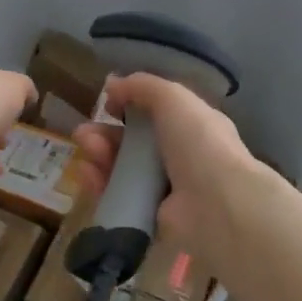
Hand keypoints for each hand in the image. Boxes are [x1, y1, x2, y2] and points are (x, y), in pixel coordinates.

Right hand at [71, 73, 256, 257]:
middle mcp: (179, 158)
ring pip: (121, 169)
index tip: (108, 104)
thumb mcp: (173, 98)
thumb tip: (112, 84)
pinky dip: (99, 184)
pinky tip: (87, 173)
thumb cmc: (200, 143)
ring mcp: (163, 190)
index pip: (156, 115)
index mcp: (193, 128)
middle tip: (85, 133)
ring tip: (86, 148)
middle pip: (133, 143)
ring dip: (99, 155)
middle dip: (106, 133)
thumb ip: (142, 86)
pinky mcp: (148, 216)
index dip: (130, 106)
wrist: (216, 205)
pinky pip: (117, 197)